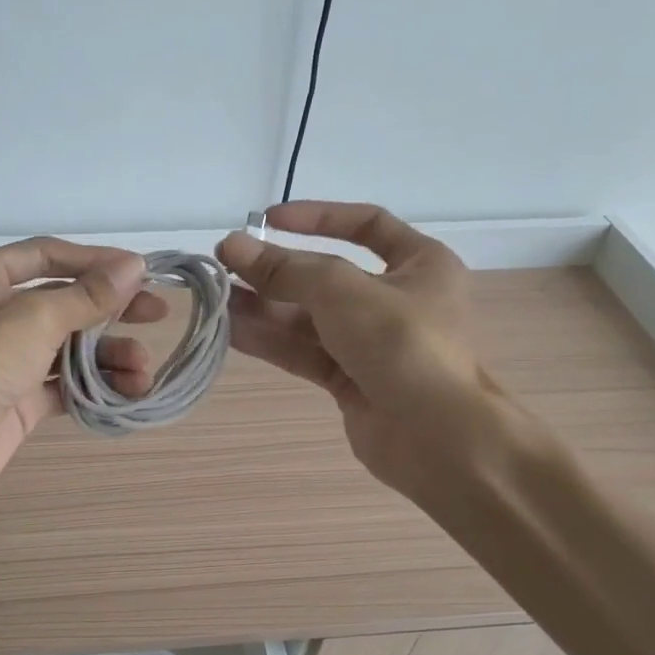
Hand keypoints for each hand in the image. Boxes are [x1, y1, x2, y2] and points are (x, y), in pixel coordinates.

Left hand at [0, 238, 165, 512]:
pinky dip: (93, 386)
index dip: (97, 261)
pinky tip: (127, 392)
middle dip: (110, 310)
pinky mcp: (15, 399)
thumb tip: (134, 267)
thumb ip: (87, 296)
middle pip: (62, 300)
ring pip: (66, 346)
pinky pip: (62, 383)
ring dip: (107, 356)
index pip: (47, 254)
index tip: (143, 272)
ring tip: (143, 372)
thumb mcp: (33, 320)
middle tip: (158, 314)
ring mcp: (3, 359)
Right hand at [216, 202, 495, 507]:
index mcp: (420, 264)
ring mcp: (374, 344)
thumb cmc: (402, 344)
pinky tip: (232, 332)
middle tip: (225, 266)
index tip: (266, 221)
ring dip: (265, 308)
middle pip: (327, 277)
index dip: (316, 218)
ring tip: (218, 301)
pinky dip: (273, 341)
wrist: (436, 437)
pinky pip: (307, 352)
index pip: (366, 224)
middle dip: (276, 273)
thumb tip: (231, 245)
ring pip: (311, 318)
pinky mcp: (353, 381)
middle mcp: (398, 300)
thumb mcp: (341, 291)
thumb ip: (285, 269)